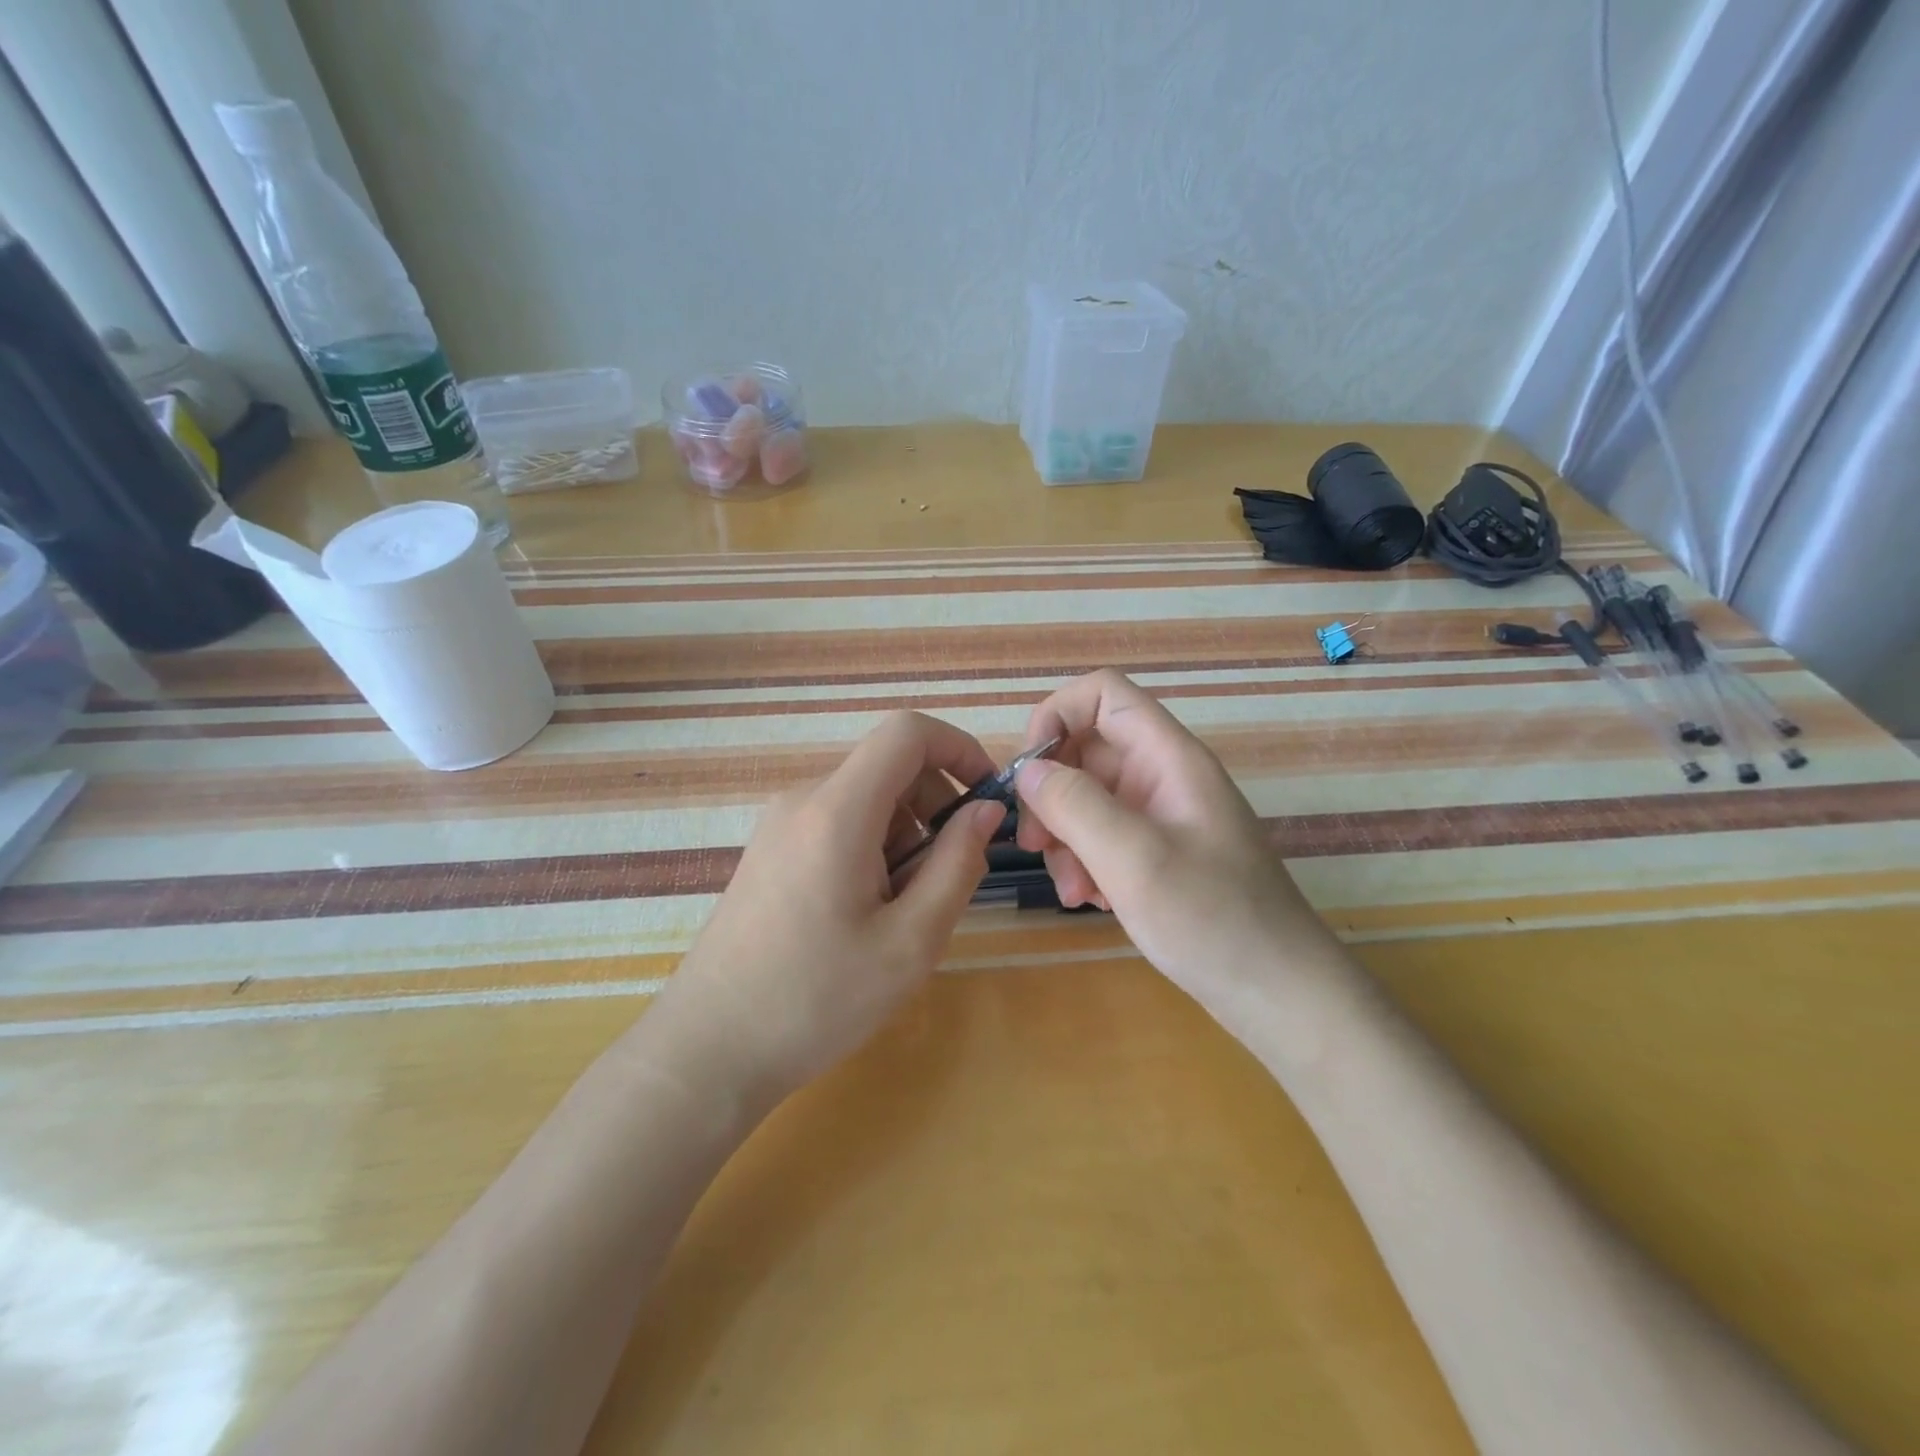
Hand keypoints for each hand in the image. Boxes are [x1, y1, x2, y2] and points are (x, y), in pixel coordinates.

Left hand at [652, 711, 1005, 1108]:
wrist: (708, 1050)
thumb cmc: (816, 1001)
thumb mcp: (911, 941)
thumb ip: (958, 864)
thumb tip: (986, 809)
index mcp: (838, 810)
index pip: (907, 732)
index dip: (959, 748)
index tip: (988, 798)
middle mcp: (803, 800)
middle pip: (889, 769)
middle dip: (935, 809)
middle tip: (946, 881)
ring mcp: (780, 825)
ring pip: (868, 801)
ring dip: (905, 839)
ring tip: (900, 914)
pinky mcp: (771, 851)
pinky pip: (839, 825)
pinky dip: (872, 851)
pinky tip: (865, 916)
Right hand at [1014, 670, 1332, 1004]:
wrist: (1279, 992)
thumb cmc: (1212, 919)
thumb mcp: (1134, 859)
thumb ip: (1075, 805)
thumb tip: (1028, 770)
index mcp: (1168, 757)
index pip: (1103, 694)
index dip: (1057, 714)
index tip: (1029, 770)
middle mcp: (1163, 775)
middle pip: (1086, 750)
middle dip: (1052, 793)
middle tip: (1036, 844)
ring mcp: (1160, 815)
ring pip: (1087, 798)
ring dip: (1065, 837)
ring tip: (1073, 890)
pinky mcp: (1157, 851)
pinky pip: (1103, 835)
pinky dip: (1085, 861)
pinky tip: (1092, 901)